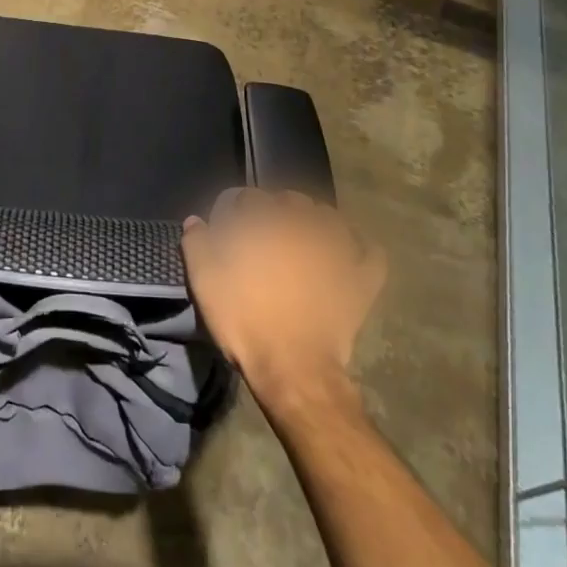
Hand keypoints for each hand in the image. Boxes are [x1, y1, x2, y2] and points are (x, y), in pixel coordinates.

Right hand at [181, 189, 385, 408]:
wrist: (293, 369)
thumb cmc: (244, 319)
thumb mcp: (204, 280)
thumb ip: (196, 242)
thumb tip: (196, 221)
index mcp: (264, 221)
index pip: (249, 197)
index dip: (237, 208)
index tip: (230, 224)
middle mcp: (303, 225)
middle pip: (292, 200)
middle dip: (278, 209)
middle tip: (266, 231)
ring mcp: (338, 250)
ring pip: (330, 217)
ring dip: (316, 220)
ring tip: (306, 236)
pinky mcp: (361, 280)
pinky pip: (370, 253)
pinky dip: (361, 248)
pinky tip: (350, 253)